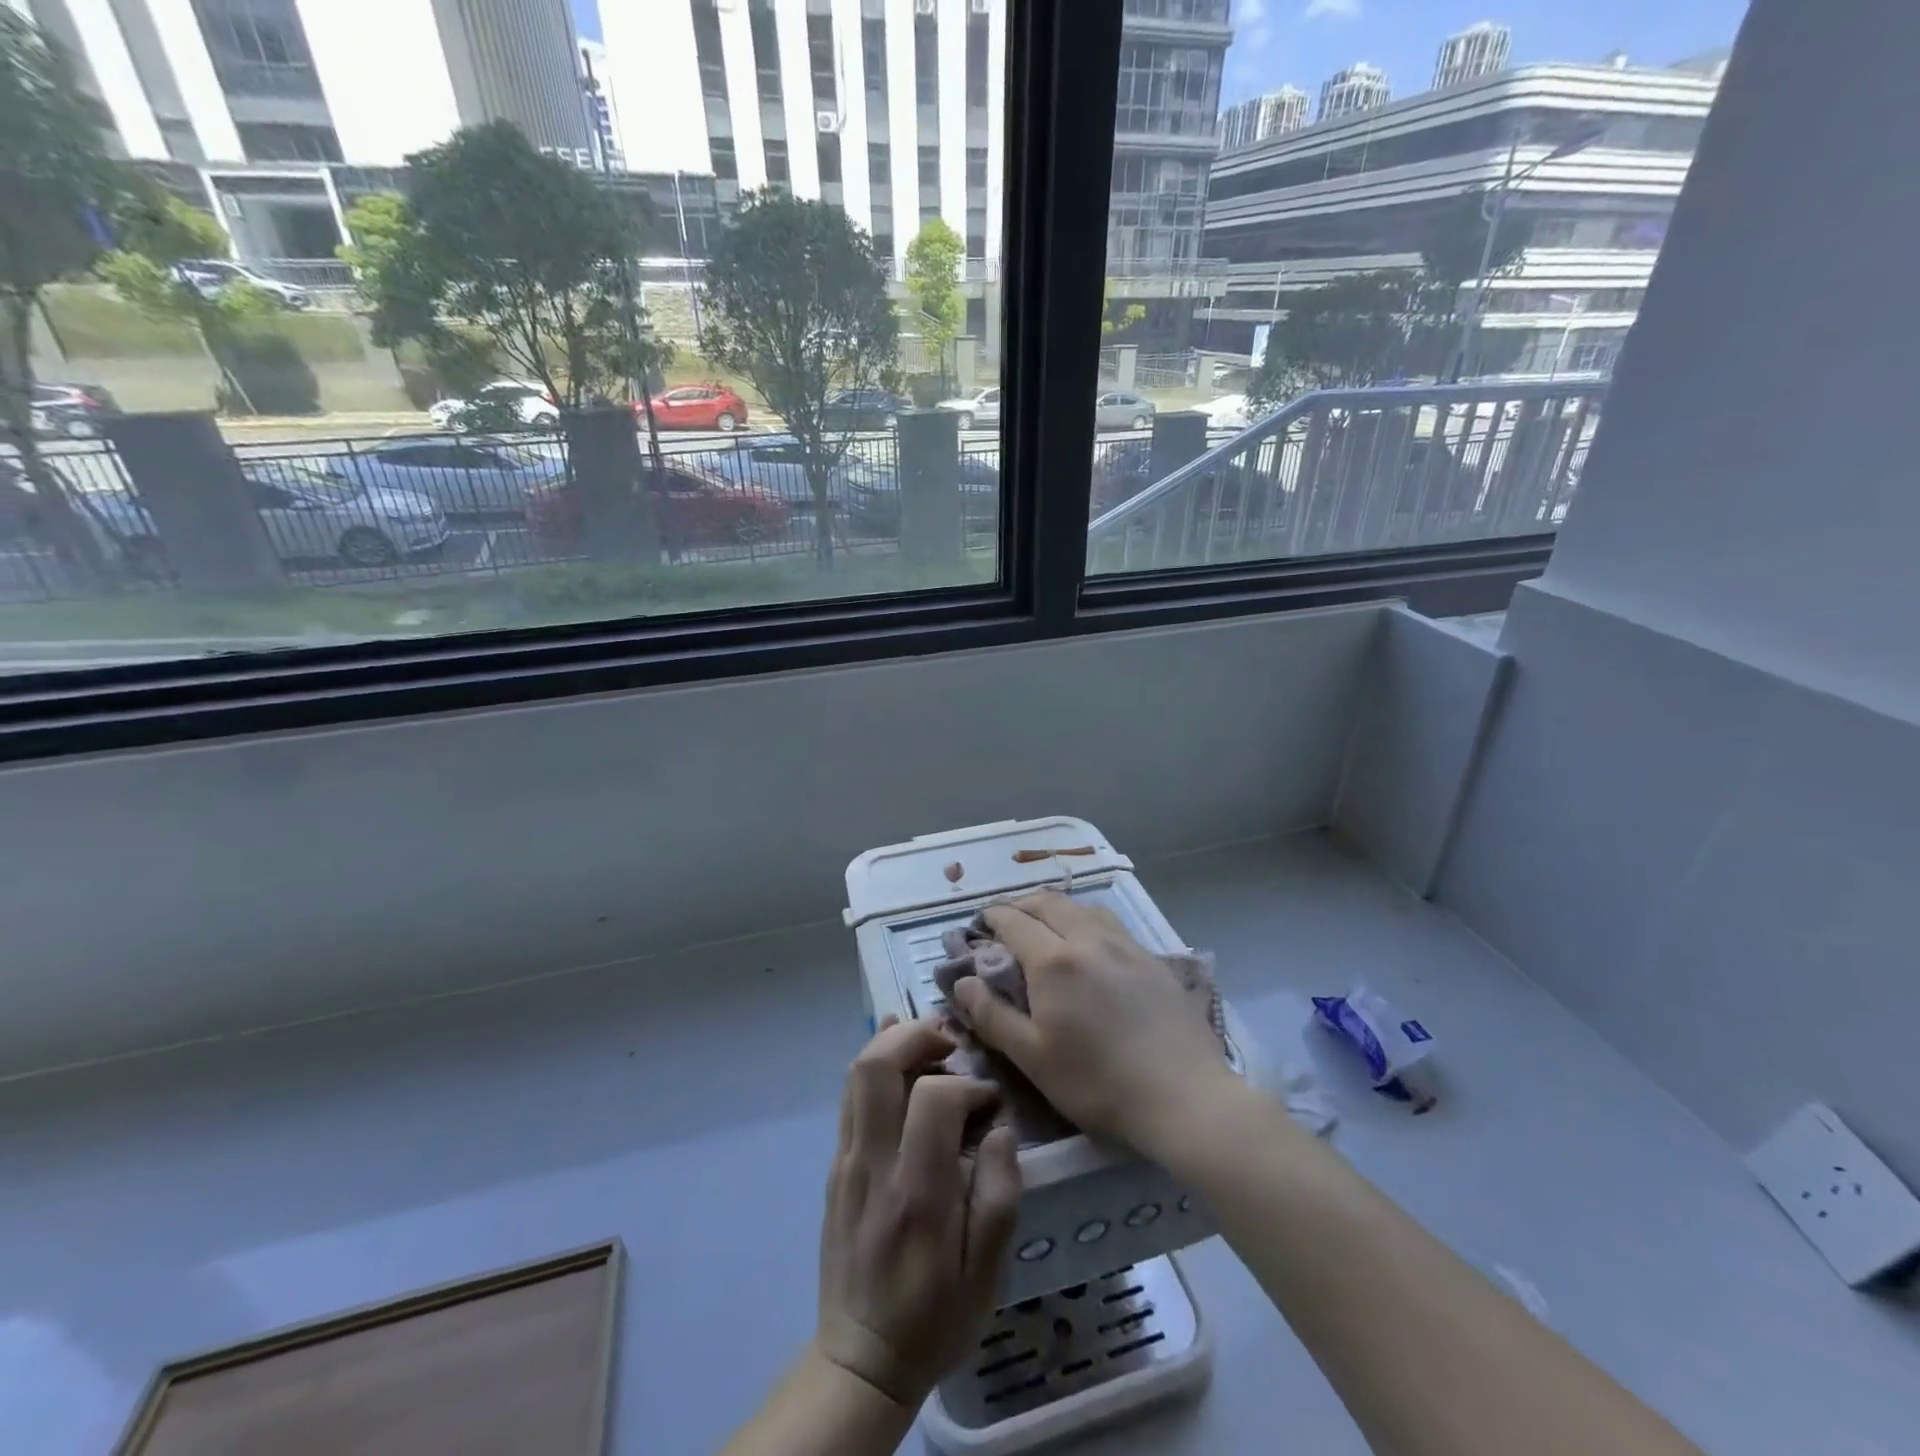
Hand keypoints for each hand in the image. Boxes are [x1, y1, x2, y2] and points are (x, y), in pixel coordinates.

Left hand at [817, 1016, 1022, 1408]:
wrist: (860, 1359)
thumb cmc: (933, 1319)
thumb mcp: (986, 1276)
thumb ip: (998, 1197)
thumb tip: (1000, 1130)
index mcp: (916, 1193)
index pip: (934, 1099)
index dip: (968, 1085)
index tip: (990, 1103)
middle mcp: (873, 1165)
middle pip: (877, 1066)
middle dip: (916, 1036)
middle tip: (952, 1042)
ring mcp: (847, 1161)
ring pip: (857, 1073)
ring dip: (893, 1042)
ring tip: (930, 1042)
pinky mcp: (837, 1165)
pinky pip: (851, 1097)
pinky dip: (876, 1065)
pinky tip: (901, 1056)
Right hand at [951, 892, 1236, 1155]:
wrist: (1185, 1096)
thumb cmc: (1098, 1083)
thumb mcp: (1032, 1057)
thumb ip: (992, 1015)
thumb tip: (960, 982)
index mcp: (1053, 960)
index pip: (1013, 921)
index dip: (991, 917)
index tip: (978, 924)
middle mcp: (1088, 939)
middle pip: (1048, 902)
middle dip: (1021, 905)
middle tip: (1006, 922)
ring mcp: (1125, 945)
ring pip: (1082, 907)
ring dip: (1055, 908)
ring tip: (1046, 927)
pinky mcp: (1152, 958)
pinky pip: (1110, 923)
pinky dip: (1086, 920)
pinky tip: (1090, 945)